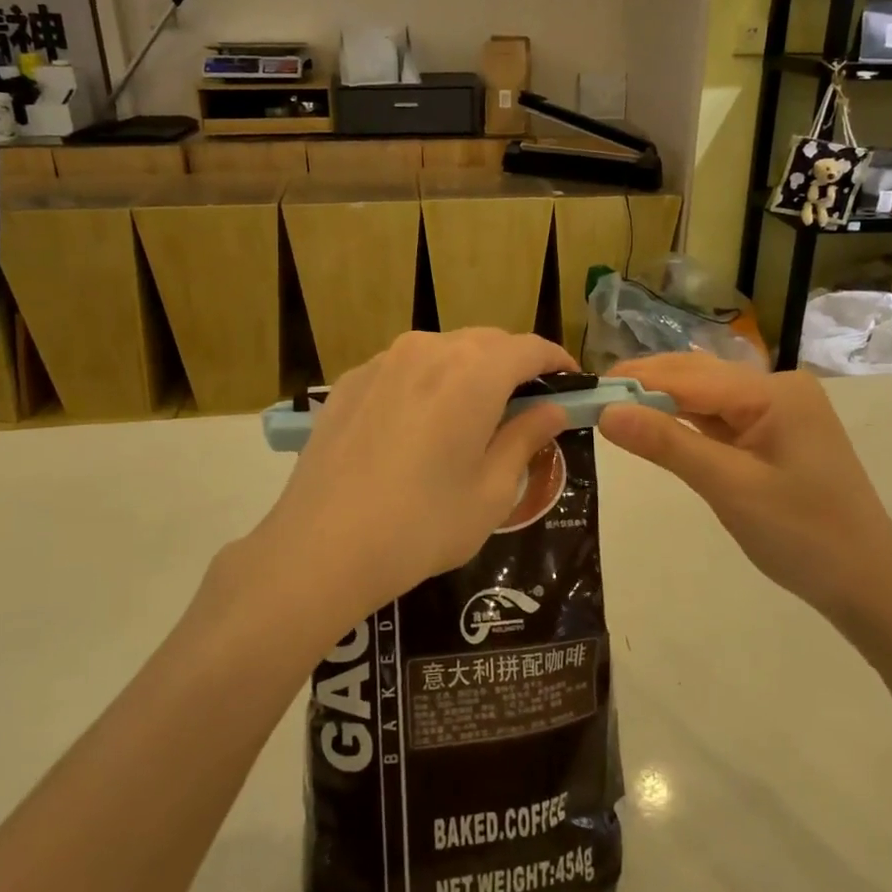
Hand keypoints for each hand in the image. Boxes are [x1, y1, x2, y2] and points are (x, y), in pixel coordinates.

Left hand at [251, 330, 573, 626]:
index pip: (530, 348)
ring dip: (470, 370)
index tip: (572, 384)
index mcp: (474, 372)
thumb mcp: (491, 491)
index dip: (557, 362)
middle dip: (514, 365)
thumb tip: (552, 409)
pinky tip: (419, 424)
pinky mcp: (350, 381)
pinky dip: (427, 382)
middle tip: (526, 404)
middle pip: (487, 343)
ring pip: (443, 350)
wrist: (320, 548)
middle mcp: (429, 349)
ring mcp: (383, 361)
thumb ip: (526, 439)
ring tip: (473, 413)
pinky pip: (404, 367)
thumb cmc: (422, 525)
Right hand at [598, 354, 891, 632]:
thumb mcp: (729, 487)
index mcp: (773, 392)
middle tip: (591, 399)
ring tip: (612, 409)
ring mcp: (779, 412)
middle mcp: (777, 389)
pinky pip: (722, 419)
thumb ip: (667, 444)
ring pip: (707, 398)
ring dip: (663, 403)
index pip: (689, 376)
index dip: (636, 381)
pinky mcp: (775, 436)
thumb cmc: (802, 535)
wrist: (869, 585)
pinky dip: (687, 423)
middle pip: (698, 378)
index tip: (586, 389)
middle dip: (646, 386)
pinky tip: (656, 425)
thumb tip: (607, 411)